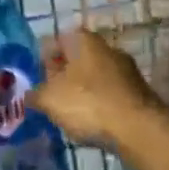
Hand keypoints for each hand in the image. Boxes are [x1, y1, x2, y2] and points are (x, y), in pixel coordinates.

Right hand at [33, 29, 165, 150]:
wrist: (138, 129)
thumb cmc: (87, 104)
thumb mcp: (49, 99)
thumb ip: (35, 94)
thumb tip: (30, 94)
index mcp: (84, 41)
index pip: (57, 40)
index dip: (43, 59)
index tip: (37, 79)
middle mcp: (108, 48)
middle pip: (77, 58)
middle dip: (63, 76)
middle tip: (50, 97)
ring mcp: (127, 70)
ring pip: (94, 77)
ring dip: (81, 91)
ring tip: (69, 113)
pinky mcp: (138, 92)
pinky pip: (110, 94)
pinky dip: (99, 104)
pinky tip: (92, 121)